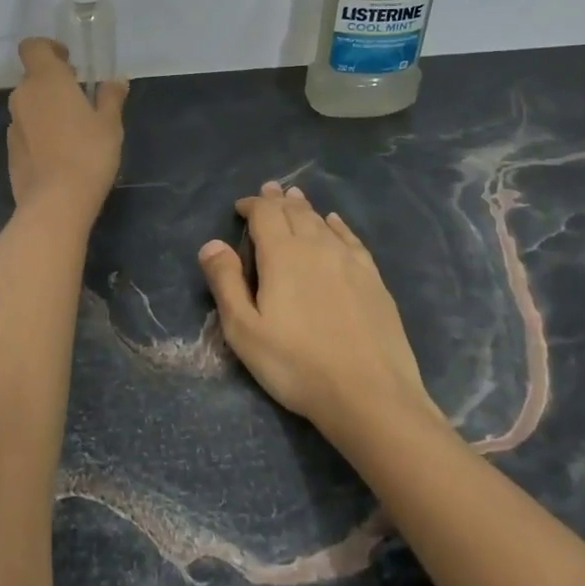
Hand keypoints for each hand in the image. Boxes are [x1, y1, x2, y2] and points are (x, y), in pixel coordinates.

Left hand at [6, 38, 127, 220]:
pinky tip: (60, 153)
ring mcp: (13, 125)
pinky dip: (40, 132)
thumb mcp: (110, 124)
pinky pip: (26, 130)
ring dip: (47, 109)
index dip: (49, 48)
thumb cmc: (88, 154)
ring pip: (29, 105)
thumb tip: (117, 80)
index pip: (33, 47)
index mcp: (46, 80)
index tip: (70, 62)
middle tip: (81, 98)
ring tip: (74, 129)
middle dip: (54, 83)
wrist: (55, 203)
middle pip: (33, 77)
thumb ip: (111, 97)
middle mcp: (24, 96)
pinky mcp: (10, 150)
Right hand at [199, 182, 431, 439]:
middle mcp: (317, 246)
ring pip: (322, 221)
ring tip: (295, 198)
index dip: (252, 205)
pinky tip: (334, 222)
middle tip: (269, 191)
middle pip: (295, 211)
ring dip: (304, 207)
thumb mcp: (245, 330)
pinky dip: (337, 225)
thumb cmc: (296, 365)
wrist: (370, 394)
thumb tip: (211, 244)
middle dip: (278, 200)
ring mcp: (350, 261)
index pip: (265, 213)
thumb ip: (226, 283)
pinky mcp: (373, 278)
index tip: (240, 207)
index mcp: (283, 254)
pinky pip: (350, 238)